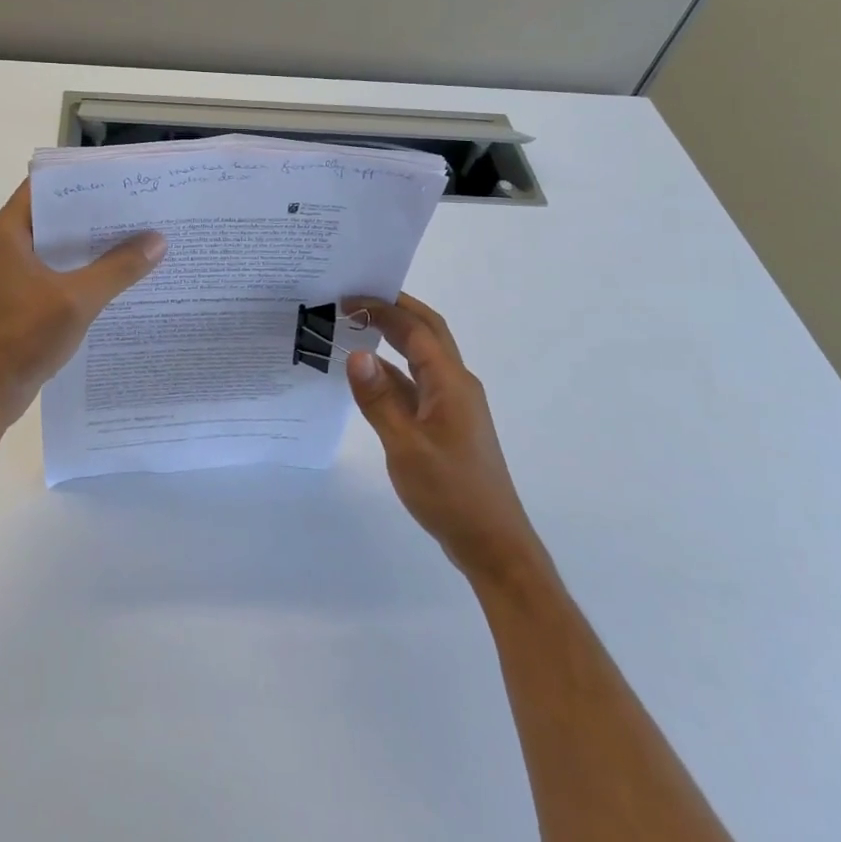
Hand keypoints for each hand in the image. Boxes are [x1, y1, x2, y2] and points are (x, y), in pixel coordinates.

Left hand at [0, 181, 165, 427]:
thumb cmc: (23, 337)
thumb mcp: (76, 299)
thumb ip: (118, 268)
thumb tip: (158, 240)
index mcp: (10, 231)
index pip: (47, 185)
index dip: (83, 177)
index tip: (122, 176)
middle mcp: (10, 242)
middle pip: (59, 213)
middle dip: (99, 210)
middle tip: (143, 205)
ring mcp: (17, 270)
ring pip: (63, 243)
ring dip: (96, 241)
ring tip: (142, 234)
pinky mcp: (26, 294)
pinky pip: (62, 269)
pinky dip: (88, 267)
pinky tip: (123, 273)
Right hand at [344, 293, 541, 582]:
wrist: (492, 544)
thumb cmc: (451, 492)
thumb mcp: (406, 446)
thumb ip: (378, 399)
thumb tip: (355, 353)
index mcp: (451, 382)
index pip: (416, 329)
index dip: (384, 307)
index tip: (348, 297)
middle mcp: (455, 385)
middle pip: (425, 333)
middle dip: (392, 311)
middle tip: (352, 300)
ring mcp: (452, 405)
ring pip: (420, 358)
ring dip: (391, 339)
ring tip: (353, 329)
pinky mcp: (446, 424)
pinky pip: (416, 385)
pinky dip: (392, 373)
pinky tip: (366, 378)